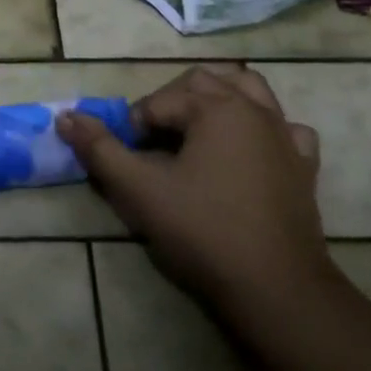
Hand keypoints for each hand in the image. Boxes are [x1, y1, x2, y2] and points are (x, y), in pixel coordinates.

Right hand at [56, 65, 331, 310]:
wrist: (277, 288)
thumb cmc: (204, 232)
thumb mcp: (140, 190)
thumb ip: (100, 149)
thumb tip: (66, 117)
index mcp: (215, 108)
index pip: (159, 101)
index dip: (135, 126)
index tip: (128, 159)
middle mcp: (253, 109)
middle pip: (203, 82)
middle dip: (171, 103)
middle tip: (154, 144)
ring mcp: (285, 136)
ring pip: (250, 90)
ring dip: (220, 98)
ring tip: (197, 129)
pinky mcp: (304, 166)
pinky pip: (285, 128)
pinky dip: (264, 129)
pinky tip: (250, 151)